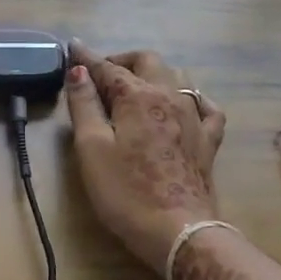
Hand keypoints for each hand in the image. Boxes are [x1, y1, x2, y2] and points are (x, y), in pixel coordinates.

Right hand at [64, 41, 226, 273]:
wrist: (178, 232)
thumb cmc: (126, 191)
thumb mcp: (92, 148)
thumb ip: (84, 105)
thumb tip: (78, 70)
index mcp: (138, 96)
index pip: (107, 68)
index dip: (86, 58)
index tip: (72, 47)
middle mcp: (170, 96)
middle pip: (148, 61)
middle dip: (122, 60)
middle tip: (99, 74)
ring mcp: (195, 117)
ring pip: (177, 77)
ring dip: (153, 73)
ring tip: (134, 87)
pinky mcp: (208, 141)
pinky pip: (205, 106)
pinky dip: (190, 97)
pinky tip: (183, 105)